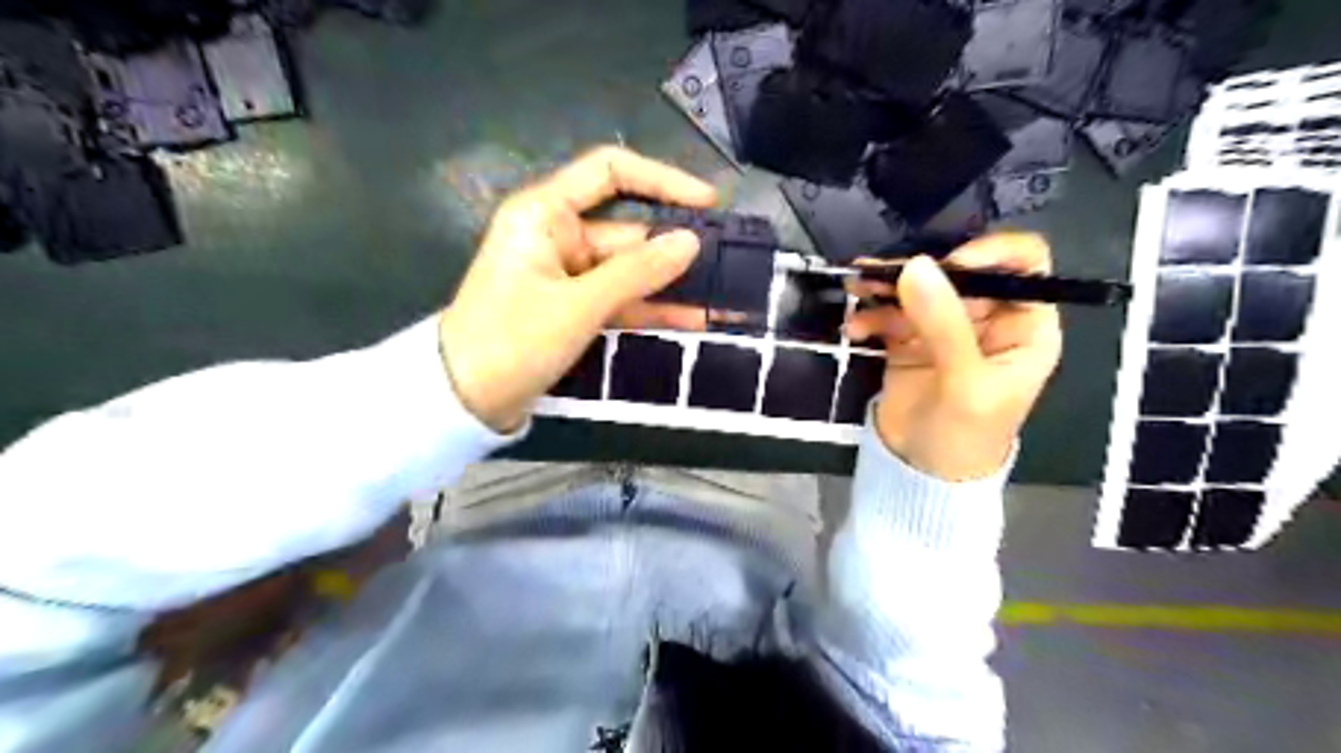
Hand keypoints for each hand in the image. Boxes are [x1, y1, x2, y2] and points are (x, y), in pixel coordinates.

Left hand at [437, 143, 709, 431]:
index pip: (610, 173)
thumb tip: (691, 243)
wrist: (465, 399)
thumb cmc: (512, 340)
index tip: (707, 203)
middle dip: (675, 250)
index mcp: (545, 213)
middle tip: (730, 265)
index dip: (662, 180)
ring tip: (722, 297)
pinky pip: (619, 299)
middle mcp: (557, 234)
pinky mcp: (573, 306)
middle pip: (627, 230)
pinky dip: (650, 309)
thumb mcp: (579, 306)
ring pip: (628, 270)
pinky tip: (692, 319)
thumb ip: (637, 272)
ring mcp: (567, 273)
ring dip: (669, 285)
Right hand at [848, 231, 1058, 483]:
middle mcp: (987, 319)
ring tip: (856, 288)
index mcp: (1023, 326)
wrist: (922, 474)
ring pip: (919, 289)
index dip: (991, 253)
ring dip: (886, 287)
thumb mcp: (964, 382)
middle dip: (918, 271)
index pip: (1023, 266)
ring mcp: (945, 328)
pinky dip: (871, 315)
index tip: (948, 263)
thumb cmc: (966, 435)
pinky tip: (855, 330)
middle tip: (878, 275)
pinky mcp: (910, 340)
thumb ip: (943, 324)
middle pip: (958, 273)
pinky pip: (891, 313)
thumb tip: (915, 265)